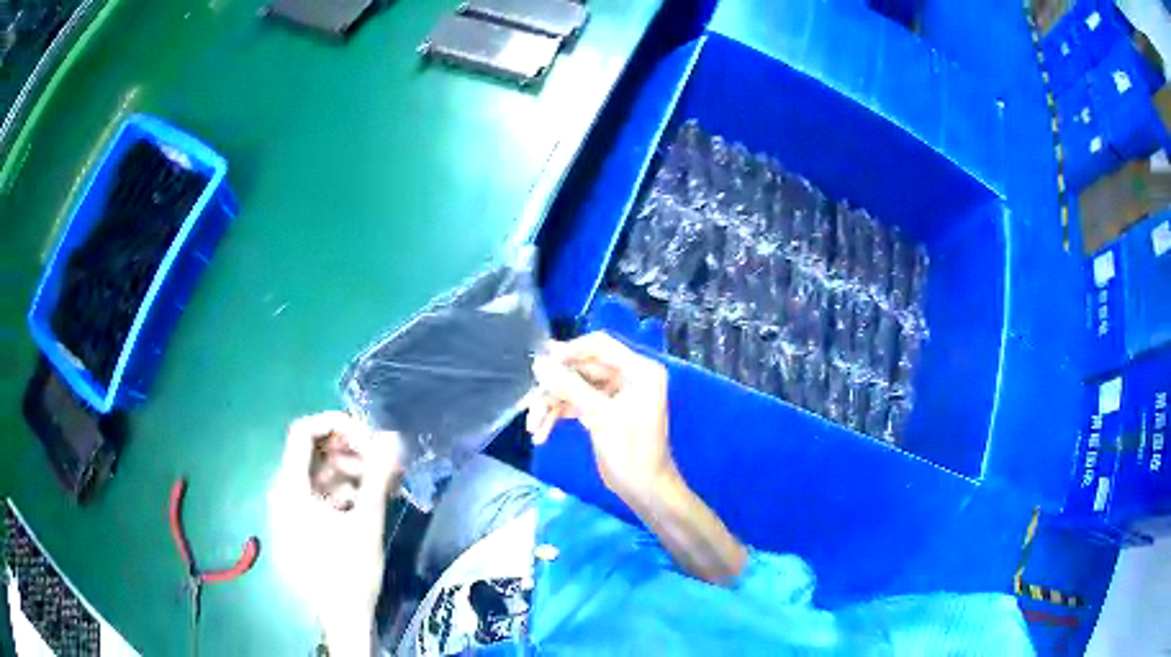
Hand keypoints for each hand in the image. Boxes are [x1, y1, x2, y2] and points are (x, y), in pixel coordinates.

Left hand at [269, 411, 402, 655]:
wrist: (341, 618)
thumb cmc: (349, 571)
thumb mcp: (366, 522)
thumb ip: (378, 476)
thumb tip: (394, 438)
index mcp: (291, 487)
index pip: (303, 432)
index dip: (336, 424)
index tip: (369, 435)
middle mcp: (284, 492)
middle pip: (313, 452)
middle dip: (350, 450)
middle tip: (382, 462)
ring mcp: (291, 509)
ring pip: (319, 474)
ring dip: (351, 472)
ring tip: (382, 484)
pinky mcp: (300, 524)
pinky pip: (319, 495)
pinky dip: (343, 492)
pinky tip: (367, 503)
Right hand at [528, 332, 679, 510]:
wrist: (645, 490)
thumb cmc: (632, 452)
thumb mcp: (600, 417)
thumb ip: (569, 387)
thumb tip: (539, 364)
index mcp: (639, 370)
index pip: (599, 346)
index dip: (569, 351)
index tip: (542, 365)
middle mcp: (628, 376)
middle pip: (582, 368)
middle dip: (555, 387)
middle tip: (531, 403)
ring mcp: (614, 394)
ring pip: (574, 387)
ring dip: (552, 405)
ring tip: (533, 427)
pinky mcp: (603, 410)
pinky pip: (575, 403)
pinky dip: (558, 415)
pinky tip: (541, 433)